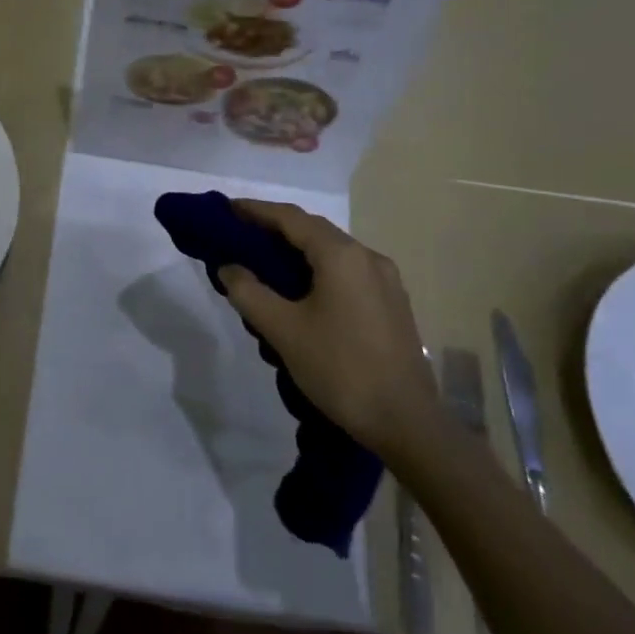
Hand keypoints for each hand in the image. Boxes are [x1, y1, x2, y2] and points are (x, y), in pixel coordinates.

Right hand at [219, 199, 438, 455]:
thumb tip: (228, 267)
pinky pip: (347, 272)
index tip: (227, 209)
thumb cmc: (340, 369)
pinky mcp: (392, 303)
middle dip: (275, 229)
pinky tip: (301, 290)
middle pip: (313, 230)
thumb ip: (249, 292)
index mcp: (342, 255)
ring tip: (264, 262)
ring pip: (332, 252)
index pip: (291, 218)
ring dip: (297, 250)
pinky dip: (318, 269)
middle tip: (239, 235)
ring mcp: (386, 280)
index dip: (256, 210)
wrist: (407, 423)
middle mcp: (368, 257)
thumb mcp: (283, 330)